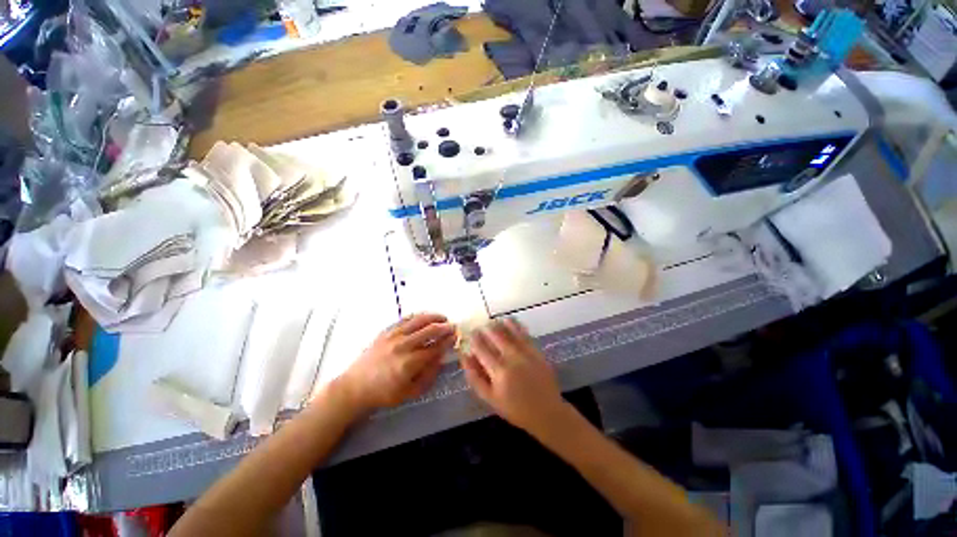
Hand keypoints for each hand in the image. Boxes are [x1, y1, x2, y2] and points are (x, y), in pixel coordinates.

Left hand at [335, 313, 454, 413]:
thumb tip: (439, 360)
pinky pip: (402, 321)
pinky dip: (415, 317)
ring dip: (431, 318)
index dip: (448, 341)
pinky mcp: (383, 333)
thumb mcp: (411, 392)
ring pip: (415, 321)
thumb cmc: (384, 394)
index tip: (456, 337)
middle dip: (443, 327)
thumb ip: (428, 376)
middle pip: (428, 330)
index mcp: (410, 363)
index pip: (435, 348)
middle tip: (453, 326)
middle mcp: (402, 346)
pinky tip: (422, 317)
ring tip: (442, 318)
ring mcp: (391, 337)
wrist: (356, 386)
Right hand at [461, 319, 567, 436]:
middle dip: (487, 329)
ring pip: (512, 332)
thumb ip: (475, 377)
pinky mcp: (539, 354)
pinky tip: (512, 323)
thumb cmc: (514, 409)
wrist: (545, 412)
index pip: (482, 349)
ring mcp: (528, 354)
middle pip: (497, 336)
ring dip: (501, 325)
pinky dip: (518, 327)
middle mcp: (513, 358)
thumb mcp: (489, 398)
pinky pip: (526, 335)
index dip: (474, 339)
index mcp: (499, 371)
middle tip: (480, 327)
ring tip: (494, 322)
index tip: (469, 334)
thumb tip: (465, 357)